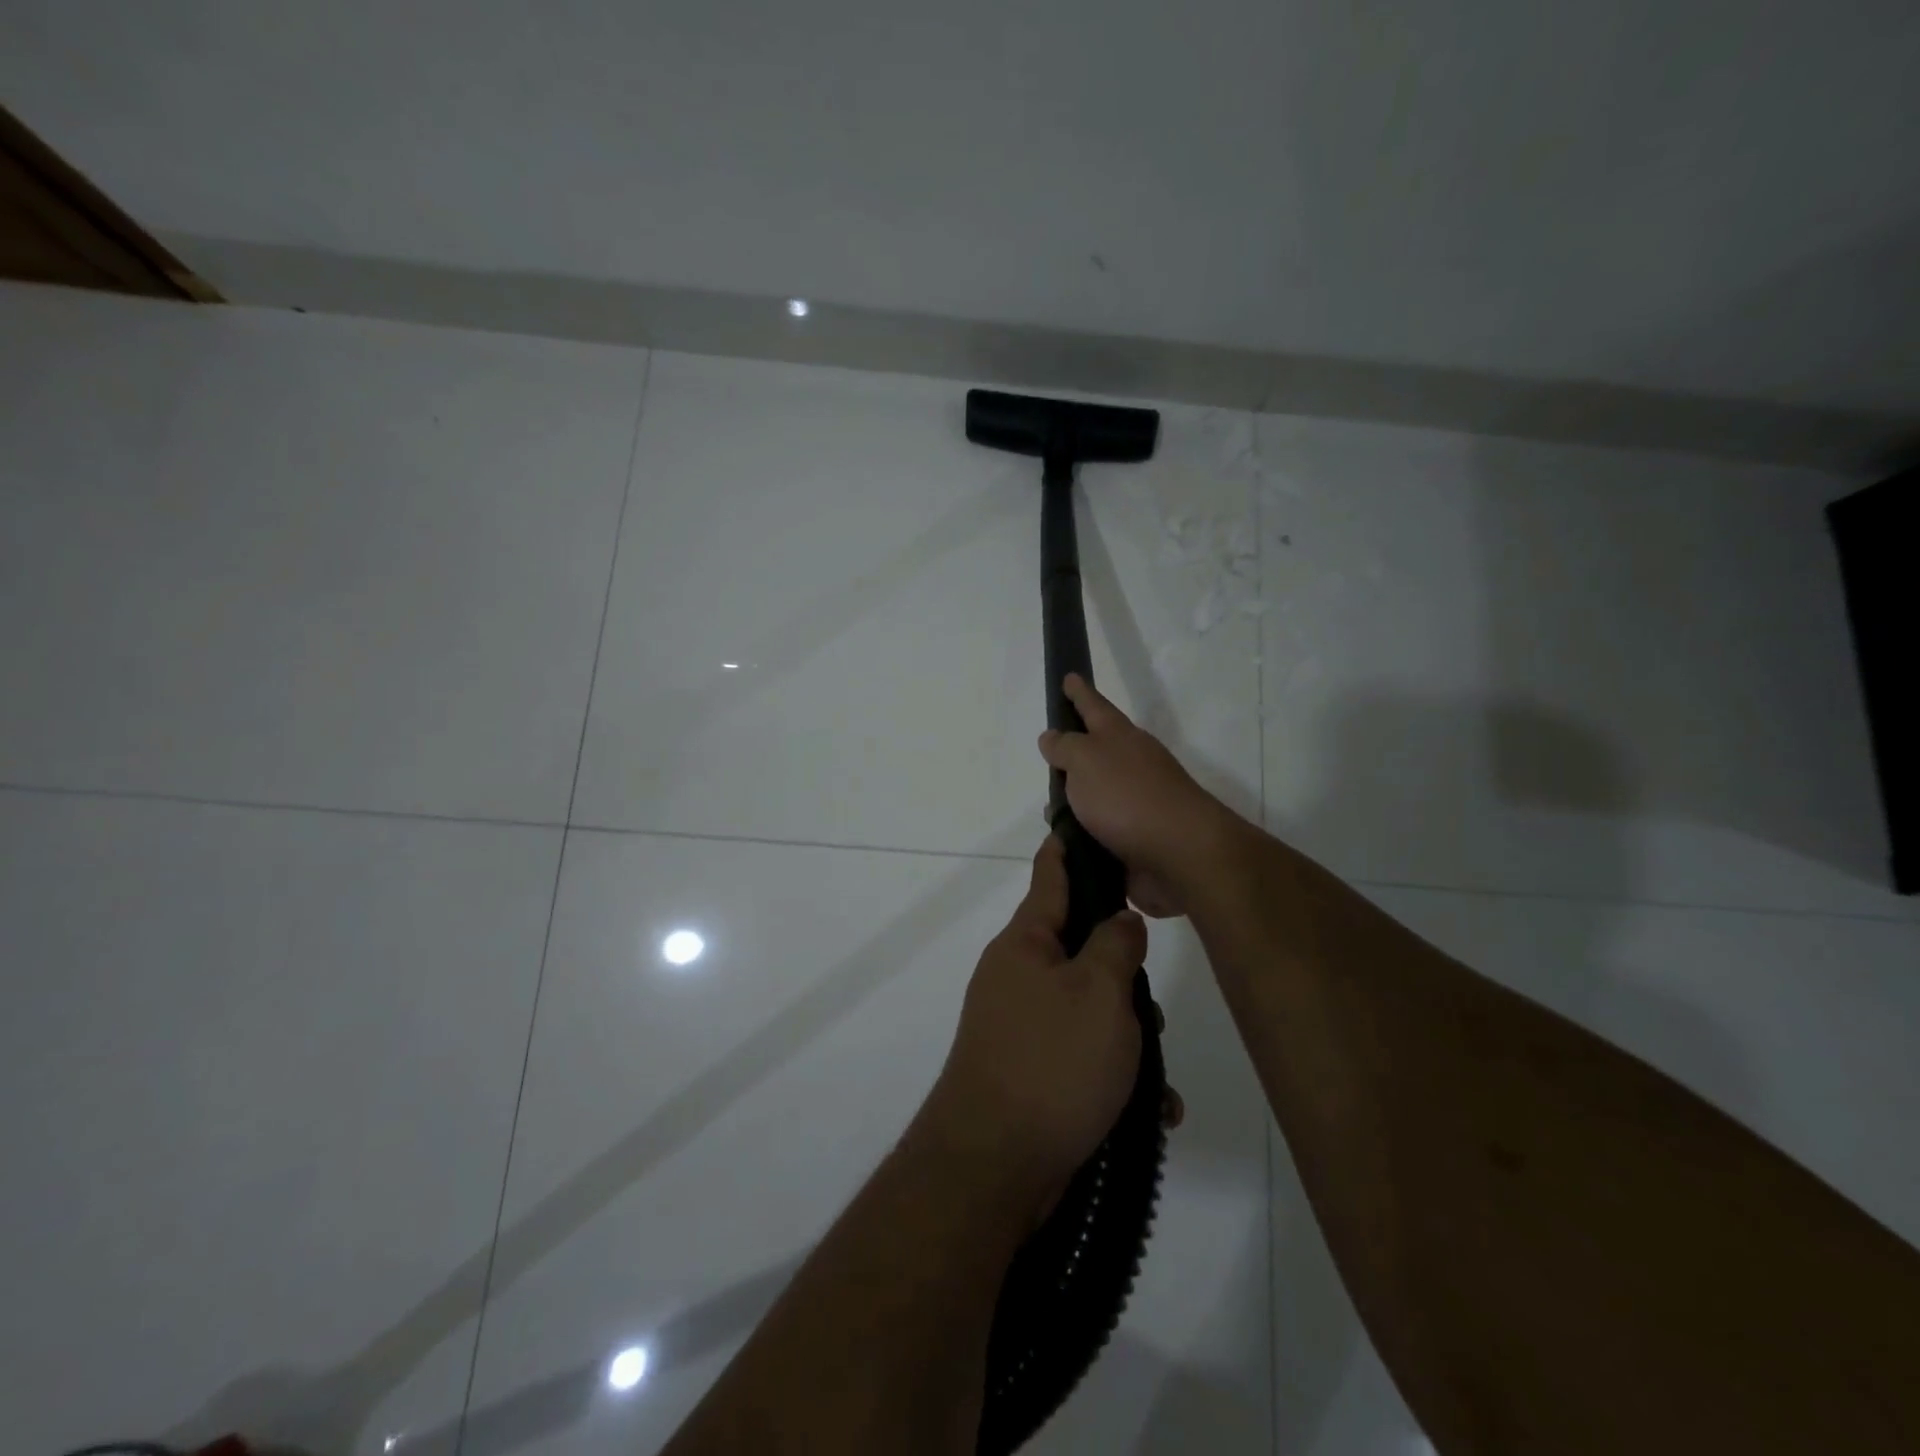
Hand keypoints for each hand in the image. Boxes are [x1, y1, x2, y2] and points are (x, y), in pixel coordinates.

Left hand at [924, 835, 1158, 1220]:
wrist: (993, 1167)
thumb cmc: (1052, 1063)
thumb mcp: (1099, 992)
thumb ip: (1115, 945)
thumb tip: (1119, 919)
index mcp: (1025, 942)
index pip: (1051, 874)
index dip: (1073, 847)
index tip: (1092, 823)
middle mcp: (1017, 974)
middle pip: (1079, 947)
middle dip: (1123, 972)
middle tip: (1150, 1004)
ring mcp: (1019, 1024)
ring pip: (1088, 1007)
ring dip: (1127, 1034)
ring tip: (1155, 1074)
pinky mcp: (1029, 1070)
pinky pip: (1081, 1055)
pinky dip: (1114, 1075)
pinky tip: (1150, 1109)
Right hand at [1038, 674, 1239, 917]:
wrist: (1180, 854)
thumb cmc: (1128, 796)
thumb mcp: (1086, 760)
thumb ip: (1065, 747)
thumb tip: (1052, 737)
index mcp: (1120, 738)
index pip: (1094, 706)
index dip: (1079, 693)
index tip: (1069, 677)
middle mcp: (1131, 765)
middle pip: (1097, 752)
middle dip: (1073, 754)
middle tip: (1049, 754)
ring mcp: (1136, 804)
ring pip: (1095, 796)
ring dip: (1073, 802)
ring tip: (1049, 811)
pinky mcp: (1135, 840)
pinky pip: (1099, 831)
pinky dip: (1082, 835)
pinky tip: (1065, 843)